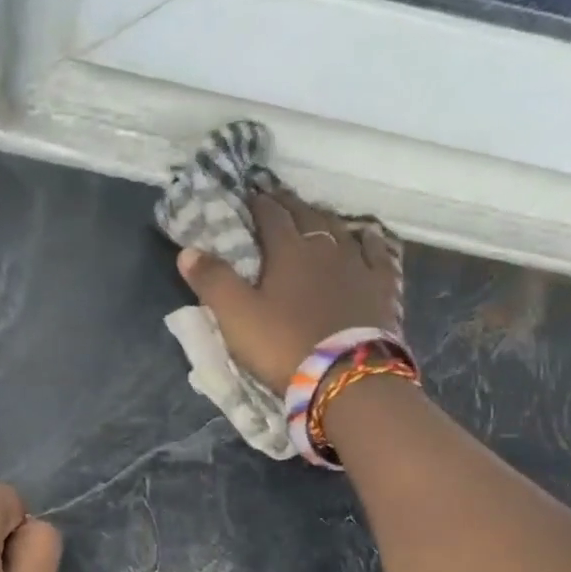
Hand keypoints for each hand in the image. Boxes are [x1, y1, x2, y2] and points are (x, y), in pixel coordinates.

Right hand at [175, 188, 402, 390]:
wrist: (345, 376)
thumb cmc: (283, 344)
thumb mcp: (236, 316)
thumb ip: (212, 280)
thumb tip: (187, 250)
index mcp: (288, 251)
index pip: (271, 217)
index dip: (258, 204)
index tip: (249, 195)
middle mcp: (326, 248)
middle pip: (306, 216)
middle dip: (289, 204)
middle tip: (278, 196)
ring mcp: (358, 266)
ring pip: (341, 230)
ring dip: (325, 218)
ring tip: (315, 214)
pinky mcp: (382, 288)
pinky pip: (379, 254)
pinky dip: (371, 241)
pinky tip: (368, 237)